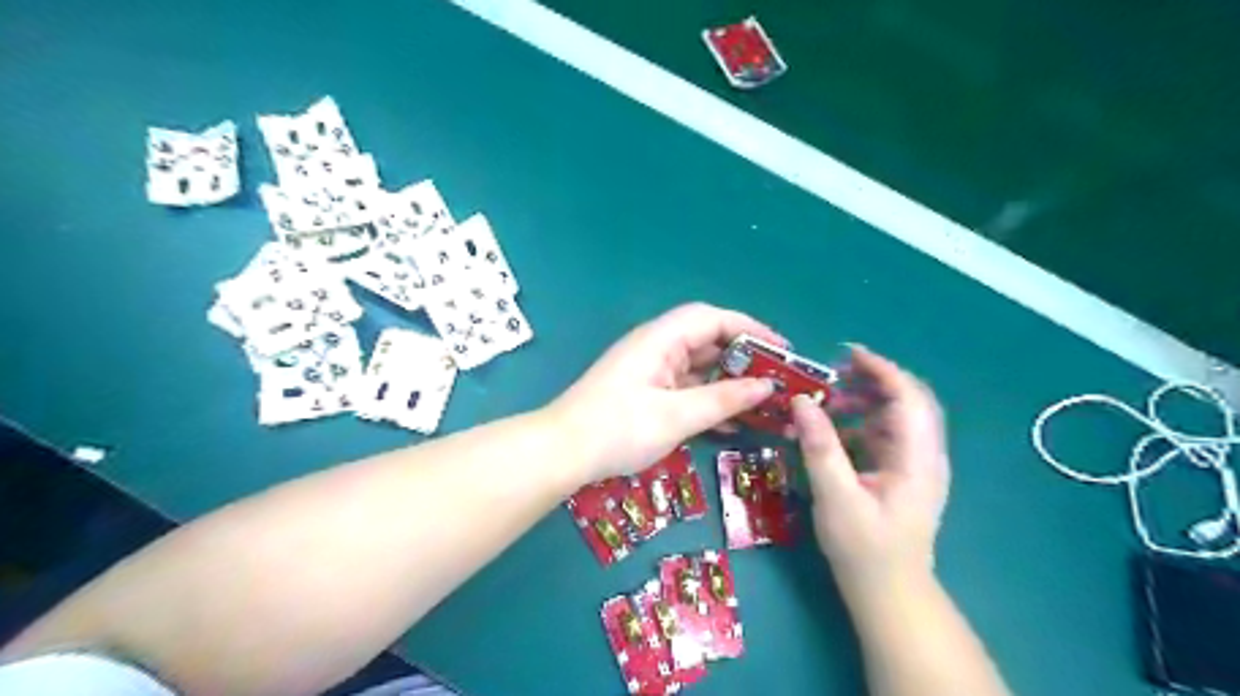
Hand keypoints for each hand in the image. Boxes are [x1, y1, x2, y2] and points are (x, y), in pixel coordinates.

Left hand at [551, 306, 781, 483]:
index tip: (782, 351)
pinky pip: (687, 388)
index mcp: (661, 339)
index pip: (713, 319)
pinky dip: (710, 400)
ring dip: (730, 383)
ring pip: (700, 367)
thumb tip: (766, 386)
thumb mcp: (677, 415)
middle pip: (708, 341)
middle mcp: (657, 347)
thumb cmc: (619, 428)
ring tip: (765, 403)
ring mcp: (651, 370)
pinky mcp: (647, 392)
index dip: (751, 329)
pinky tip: (733, 423)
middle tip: (778, 380)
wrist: (563, 452)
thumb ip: (724, 399)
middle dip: (745, 358)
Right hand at [794, 346, 952, 603]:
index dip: (881, 369)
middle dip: (873, 379)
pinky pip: (886, 434)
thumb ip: (820, 446)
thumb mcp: (835, 497)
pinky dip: (862, 421)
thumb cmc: (864, 549)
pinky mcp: (904, 474)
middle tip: (833, 373)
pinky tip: (835, 429)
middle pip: (908, 400)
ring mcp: (916, 465)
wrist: (889, 593)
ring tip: (829, 400)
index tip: (846, 354)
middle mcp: (925, 455)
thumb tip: (801, 401)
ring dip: (866, 400)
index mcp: (917, 459)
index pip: (908, 397)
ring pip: (897, 416)